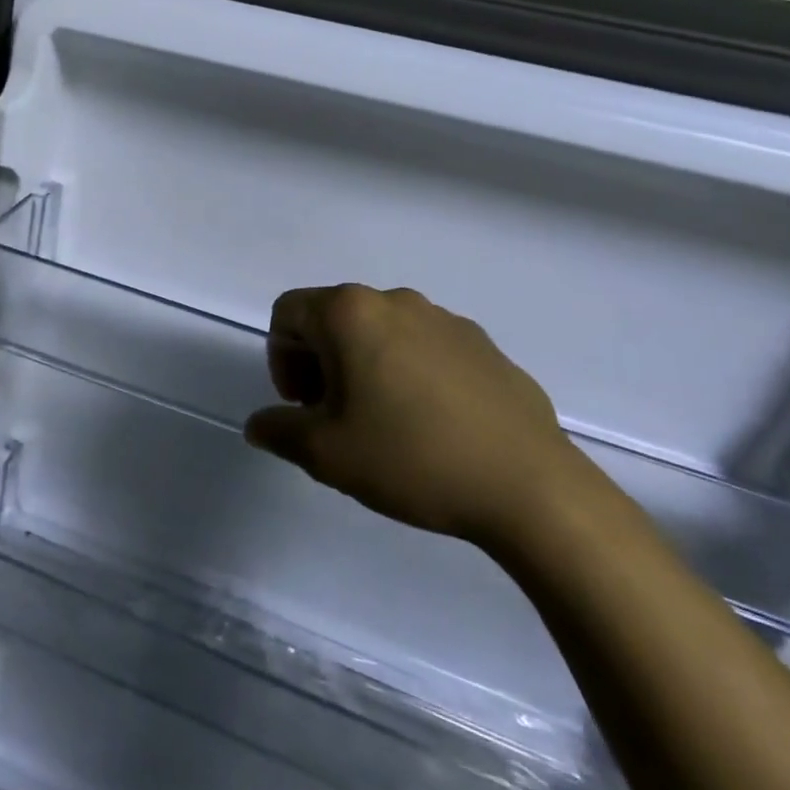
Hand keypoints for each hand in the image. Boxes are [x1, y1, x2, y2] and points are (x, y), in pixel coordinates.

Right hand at [243, 285, 580, 549]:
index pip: (287, 313)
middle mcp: (395, 301)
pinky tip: (433, 424)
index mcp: (349, 313)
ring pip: (381, 330)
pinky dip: (411, 372)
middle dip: (321, 361)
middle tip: (336, 416)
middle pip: (333, 317)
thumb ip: (278, 431)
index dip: (281, 359)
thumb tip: (258, 426)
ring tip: (386, 423)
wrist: (532, 488)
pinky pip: (426, 347)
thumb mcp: (325, 454)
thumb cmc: (411, 458)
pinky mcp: (484, 344)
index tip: (304, 406)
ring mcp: (445, 319)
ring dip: (366, 365)